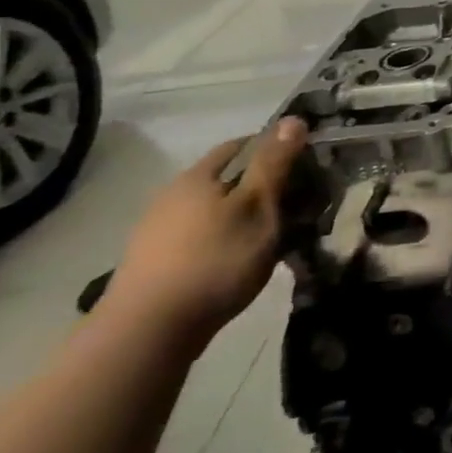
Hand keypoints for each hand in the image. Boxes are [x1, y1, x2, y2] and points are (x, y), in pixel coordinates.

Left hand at [99, 117, 308, 352]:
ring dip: (241, 215)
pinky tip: (236, 260)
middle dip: (260, 185)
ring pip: (212, 209)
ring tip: (269, 236)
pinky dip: (223, 239)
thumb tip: (292, 118)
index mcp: (198, 176)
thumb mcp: (259, 206)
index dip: (275, 148)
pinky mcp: (151, 263)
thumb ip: (275, 163)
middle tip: (295, 204)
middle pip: (225, 178)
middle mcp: (171, 196)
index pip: (242, 144)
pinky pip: (199, 236)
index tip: (304, 166)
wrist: (147, 334)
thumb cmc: (216, 260)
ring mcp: (156, 231)